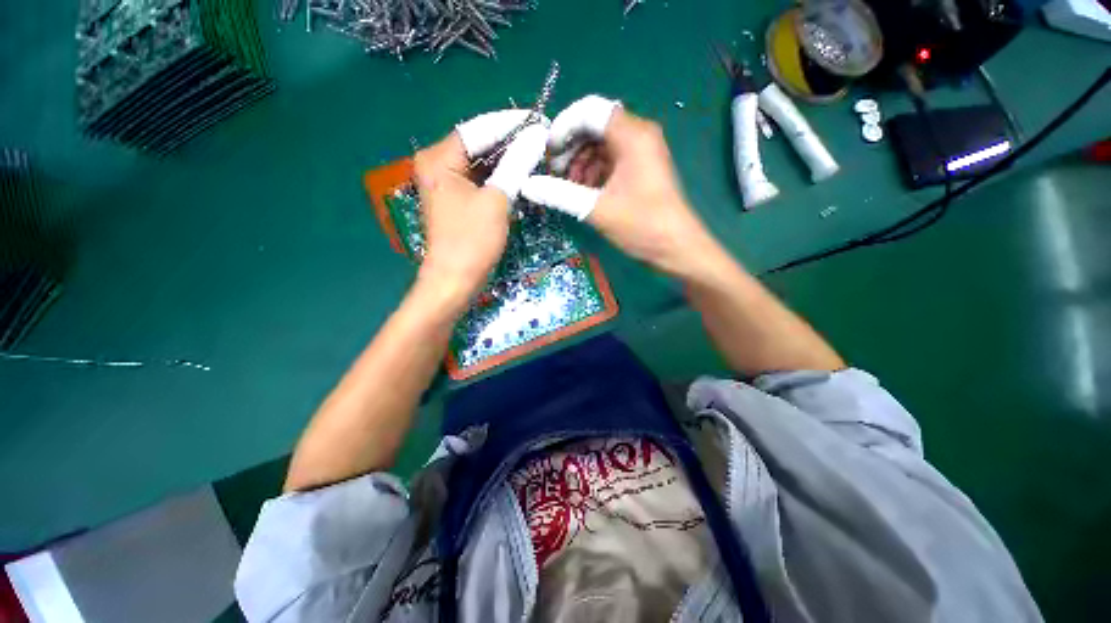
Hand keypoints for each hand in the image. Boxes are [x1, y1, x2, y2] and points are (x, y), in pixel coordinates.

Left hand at [413, 110, 548, 302]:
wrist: (455, 280)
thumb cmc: (472, 240)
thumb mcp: (497, 200)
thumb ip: (515, 165)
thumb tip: (535, 138)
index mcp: (439, 159)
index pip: (478, 129)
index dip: (510, 124)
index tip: (539, 121)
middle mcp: (438, 165)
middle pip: (478, 144)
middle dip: (510, 142)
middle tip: (541, 139)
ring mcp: (446, 184)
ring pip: (481, 163)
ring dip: (507, 160)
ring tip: (536, 154)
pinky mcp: (457, 200)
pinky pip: (481, 180)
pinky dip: (500, 177)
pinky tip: (521, 174)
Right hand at [521, 96, 717, 276]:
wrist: (676, 247)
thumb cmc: (641, 225)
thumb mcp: (596, 209)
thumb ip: (559, 194)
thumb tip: (528, 185)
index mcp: (632, 135)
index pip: (589, 111)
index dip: (563, 128)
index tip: (548, 154)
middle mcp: (638, 134)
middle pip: (594, 126)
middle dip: (570, 148)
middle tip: (555, 174)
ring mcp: (641, 151)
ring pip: (600, 144)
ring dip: (580, 162)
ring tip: (568, 187)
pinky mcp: (640, 167)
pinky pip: (610, 159)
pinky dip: (593, 172)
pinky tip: (584, 191)